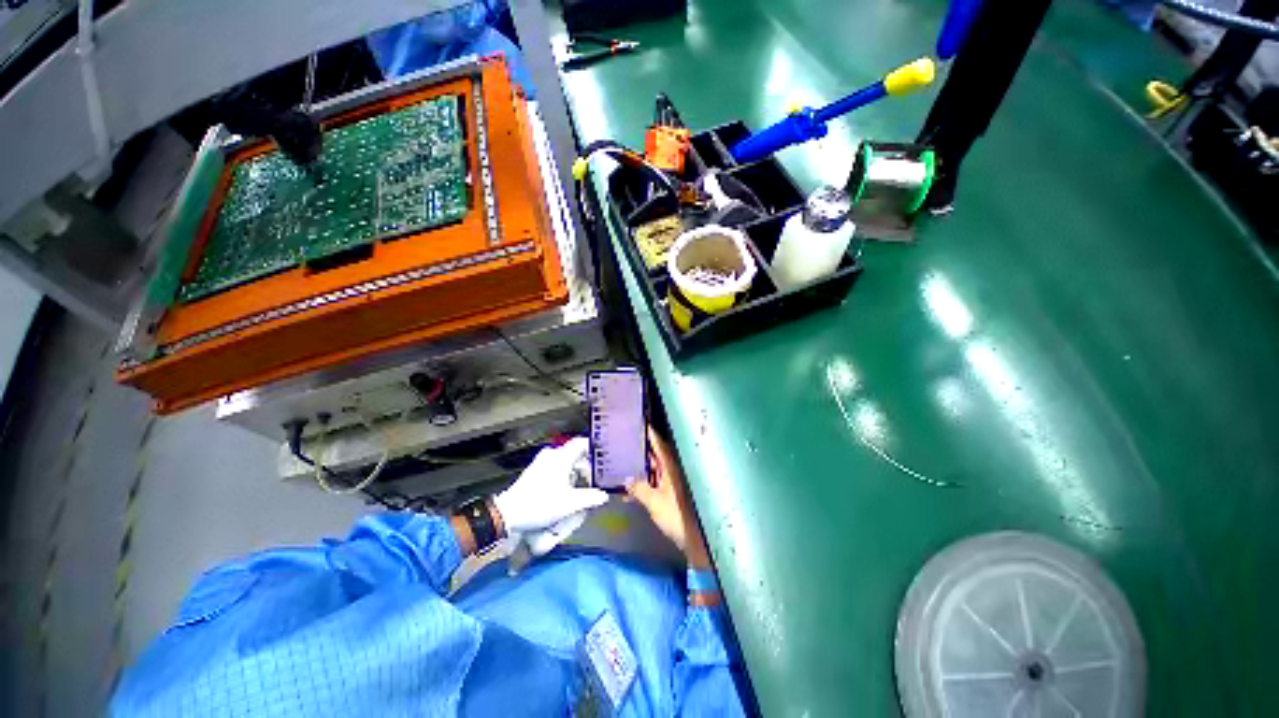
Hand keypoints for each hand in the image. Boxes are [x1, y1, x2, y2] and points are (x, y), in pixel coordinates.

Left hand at [494, 437, 607, 538]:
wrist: (508, 514)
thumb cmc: (540, 505)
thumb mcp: (569, 504)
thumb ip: (589, 498)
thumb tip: (604, 496)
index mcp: (561, 457)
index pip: (582, 443)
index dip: (595, 449)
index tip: (604, 459)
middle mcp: (552, 454)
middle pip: (575, 454)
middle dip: (586, 467)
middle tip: (593, 482)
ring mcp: (542, 461)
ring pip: (566, 461)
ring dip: (575, 473)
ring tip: (581, 489)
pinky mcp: (535, 470)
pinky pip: (556, 467)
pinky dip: (565, 475)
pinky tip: (566, 491)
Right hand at [627, 426, 711, 567]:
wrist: (697, 538)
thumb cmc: (677, 516)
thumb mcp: (654, 503)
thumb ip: (639, 489)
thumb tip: (626, 479)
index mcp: (671, 464)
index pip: (657, 441)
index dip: (647, 431)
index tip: (635, 421)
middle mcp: (674, 467)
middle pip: (655, 452)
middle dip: (640, 447)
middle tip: (622, 441)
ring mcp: (674, 479)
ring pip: (655, 466)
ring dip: (642, 465)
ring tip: (622, 462)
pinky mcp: (674, 491)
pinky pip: (657, 479)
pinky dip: (646, 479)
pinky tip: (633, 486)